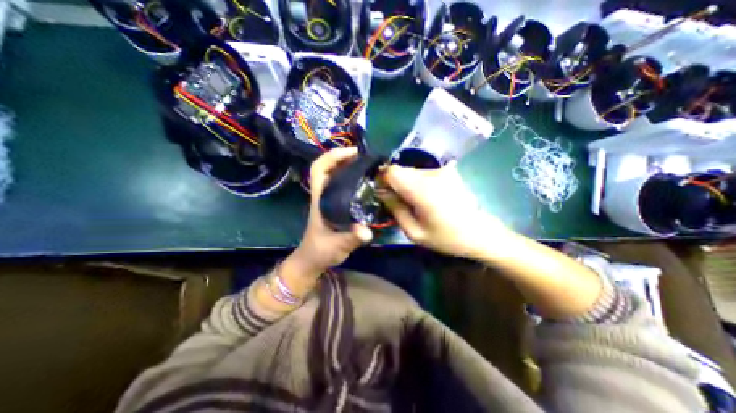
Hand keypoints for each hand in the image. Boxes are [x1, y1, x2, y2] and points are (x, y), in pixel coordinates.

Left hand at [290, 146, 373, 275]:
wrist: (313, 259)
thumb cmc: (320, 251)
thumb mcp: (337, 246)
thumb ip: (350, 238)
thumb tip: (367, 231)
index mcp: (320, 199)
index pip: (318, 169)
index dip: (333, 157)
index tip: (353, 153)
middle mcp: (324, 195)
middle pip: (328, 167)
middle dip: (345, 158)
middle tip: (366, 158)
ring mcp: (329, 199)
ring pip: (336, 175)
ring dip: (350, 166)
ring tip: (369, 166)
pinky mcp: (336, 204)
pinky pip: (343, 185)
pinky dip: (353, 178)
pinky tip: (367, 182)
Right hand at [379, 163, 506, 257]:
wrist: (480, 232)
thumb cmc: (446, 237)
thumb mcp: (415, 232)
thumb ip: (395, 209)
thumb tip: (382, 193)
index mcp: (422, 190)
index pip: (392, 171)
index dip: (382, 179)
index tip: (382, 193)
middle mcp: (431, 174)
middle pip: (400, 170)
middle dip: (393, 183)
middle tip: (397, 201)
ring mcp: (441, 171)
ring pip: (411, 171)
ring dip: (406, 184)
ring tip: (413, 202)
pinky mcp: (448, 172)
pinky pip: (423, 173)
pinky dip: (418, 183)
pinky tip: (425, 198)